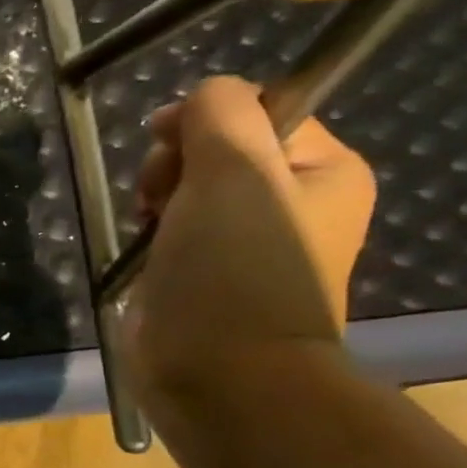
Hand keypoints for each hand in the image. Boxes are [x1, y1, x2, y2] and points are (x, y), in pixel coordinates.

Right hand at [123, 76, 376, 408]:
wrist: (218, 371)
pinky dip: (150, 231)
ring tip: (148, 224)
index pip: (258, 111)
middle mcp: (291, 202)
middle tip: (159, 195)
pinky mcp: (203, 273)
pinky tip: (143, 248)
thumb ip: (219, 113)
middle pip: (216, 149)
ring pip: (186, 188)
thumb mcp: (234, 170)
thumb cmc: (234, 268)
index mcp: (323, 171)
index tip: (166, 141)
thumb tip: (200, 96)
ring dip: (156, 196)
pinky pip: (171, 228)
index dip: (206, 119)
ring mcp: (244, 242)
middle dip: (173, 163)